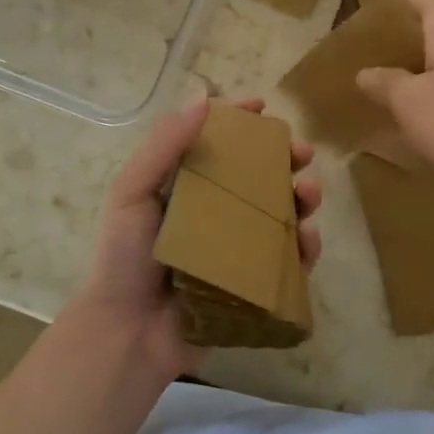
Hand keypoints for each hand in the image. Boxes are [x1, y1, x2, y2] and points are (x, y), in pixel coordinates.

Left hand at [69, 95, 321, 379]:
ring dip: (304, 197)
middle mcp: (217, 212)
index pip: (220, 144)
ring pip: (283, 213)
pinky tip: (308, 238)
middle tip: (303, 152)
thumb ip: (163, 147)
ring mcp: (239, 248)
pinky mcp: (254, 283)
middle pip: (261, 176)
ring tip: (310, 193)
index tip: (263, 107)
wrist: (127, 334)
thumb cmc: (123, 258)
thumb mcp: (131, 193)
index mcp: (188, 187)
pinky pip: (289, 261)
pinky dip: (306, 247)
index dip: (242, 122)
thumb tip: (203, 99)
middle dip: (287, 158)